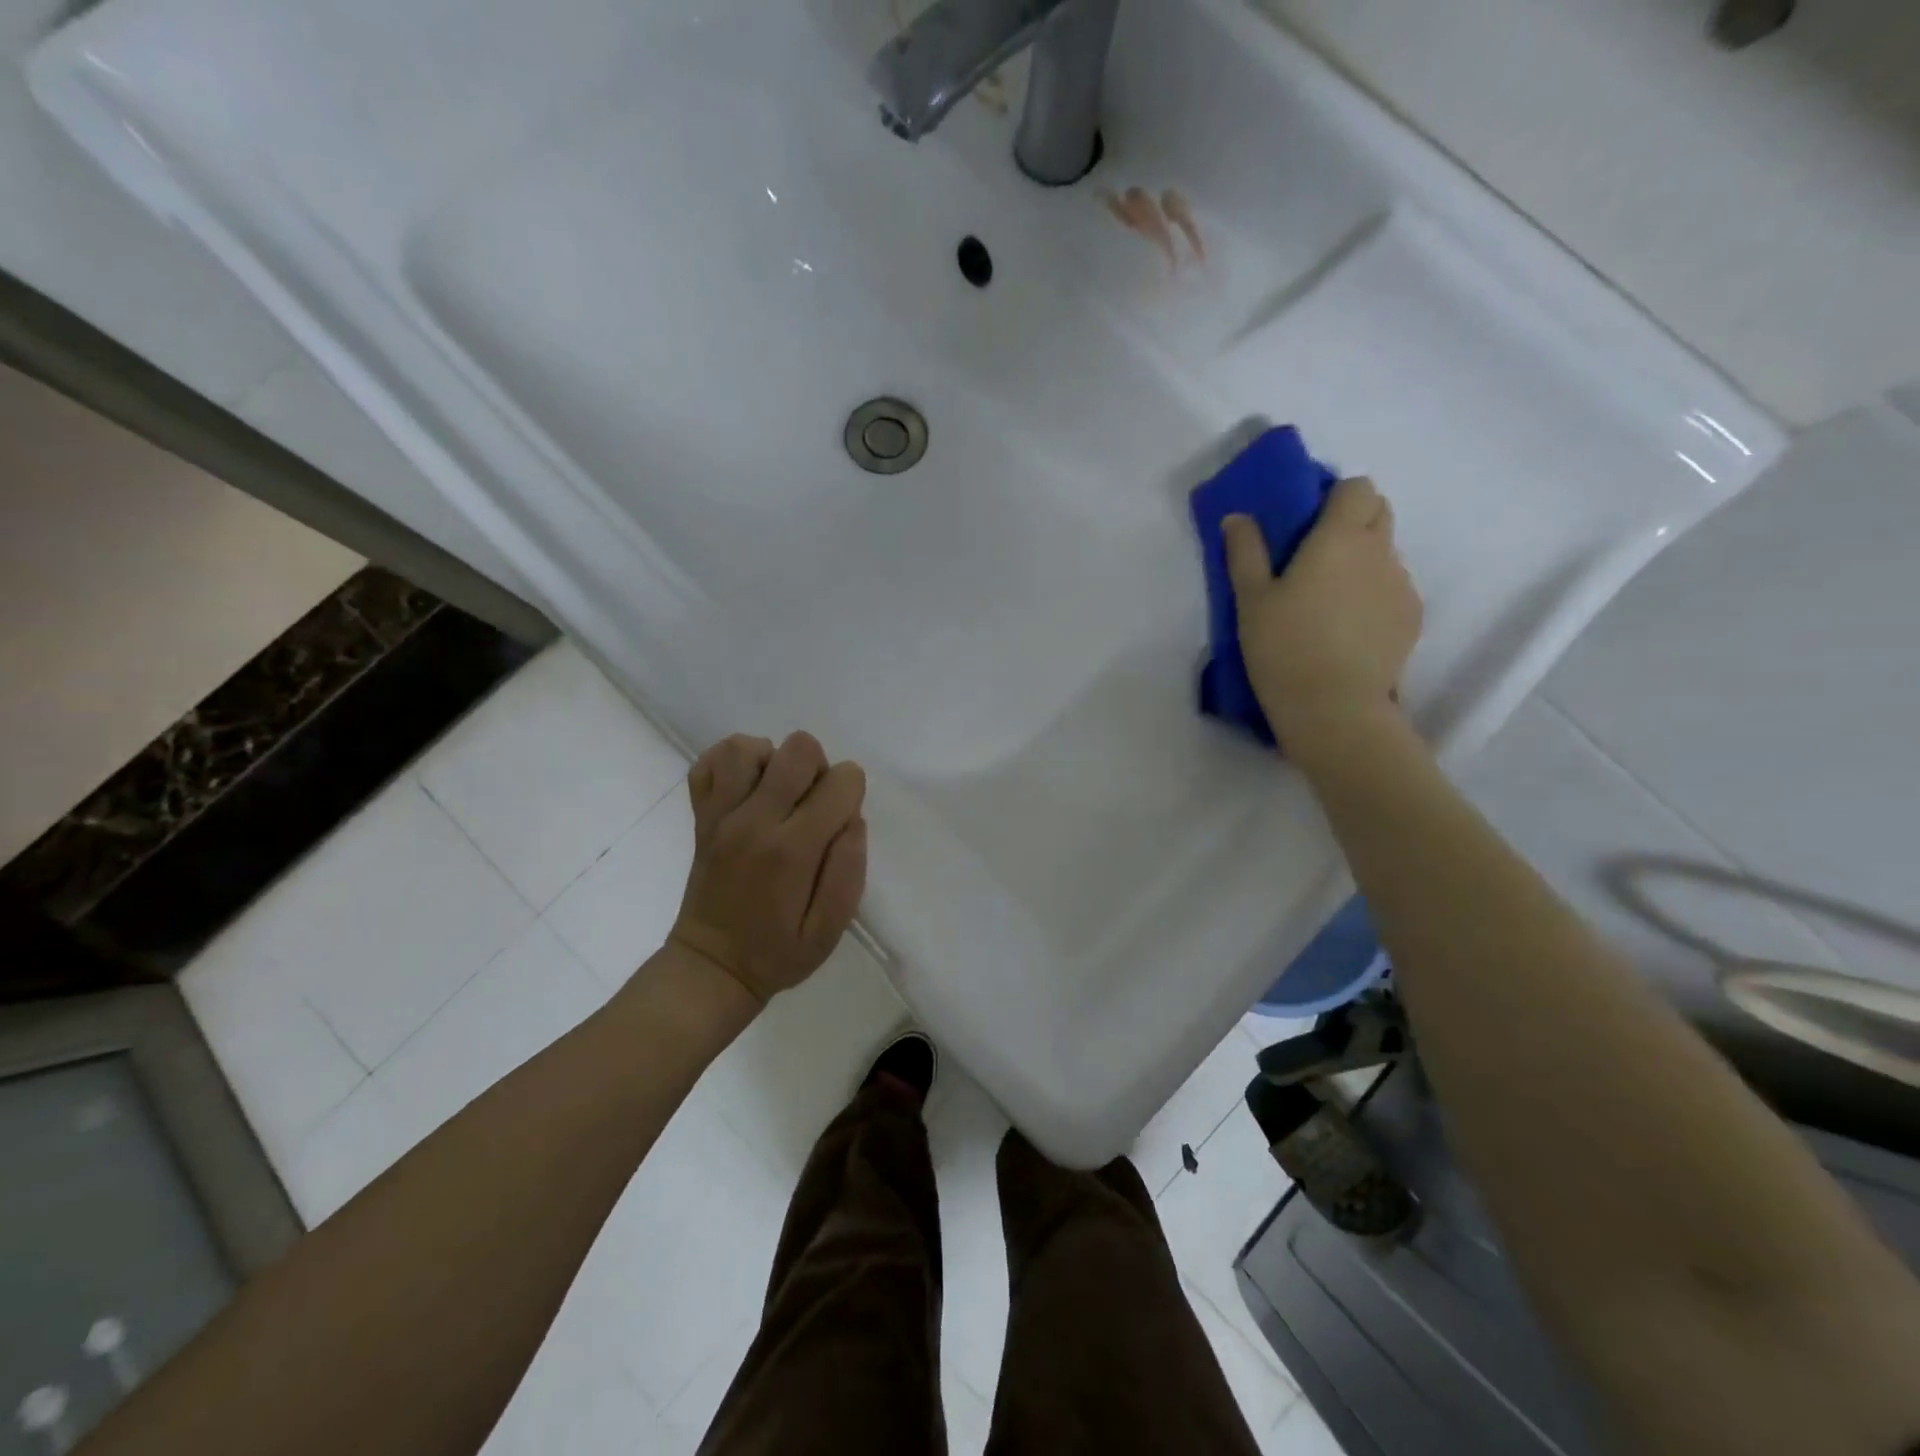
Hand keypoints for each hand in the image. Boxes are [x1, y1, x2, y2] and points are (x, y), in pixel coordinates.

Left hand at [668, 732, 867, 1002]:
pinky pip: (709, 763)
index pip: (841, 781)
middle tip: (812, 807)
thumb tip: (852, 819)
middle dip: (818, 770)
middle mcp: (754, 821)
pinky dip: (732, 763)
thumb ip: (849, 871)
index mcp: (793, 850)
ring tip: (778, 794)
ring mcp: (720, 815)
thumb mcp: (829, 930)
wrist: (710, 968)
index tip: (840, 821)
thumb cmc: (777, 953)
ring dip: (773, 761)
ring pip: (748, 747)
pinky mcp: (700, 816)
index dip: (851, 793)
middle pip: (798, 750)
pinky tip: (748, 787)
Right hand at [1223, 476, 1422, 752]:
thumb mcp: (1251, 600)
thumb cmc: (1284, 647)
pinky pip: (1394, 589)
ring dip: (1362, 562)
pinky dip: (1374, 595)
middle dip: (1352, 521)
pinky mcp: (1412, 617)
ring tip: (1330, 603)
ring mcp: (1402, 585)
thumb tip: (1238, 517)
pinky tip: (1349, 629)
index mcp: (1340, 538)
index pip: (1358, 487)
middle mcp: (1380, 551)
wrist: (1334, 707)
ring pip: (1386, 554)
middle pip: (1379, 512)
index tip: (1308, 521)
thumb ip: (1245, 552)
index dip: (1335, 497)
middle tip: (1315, 558)